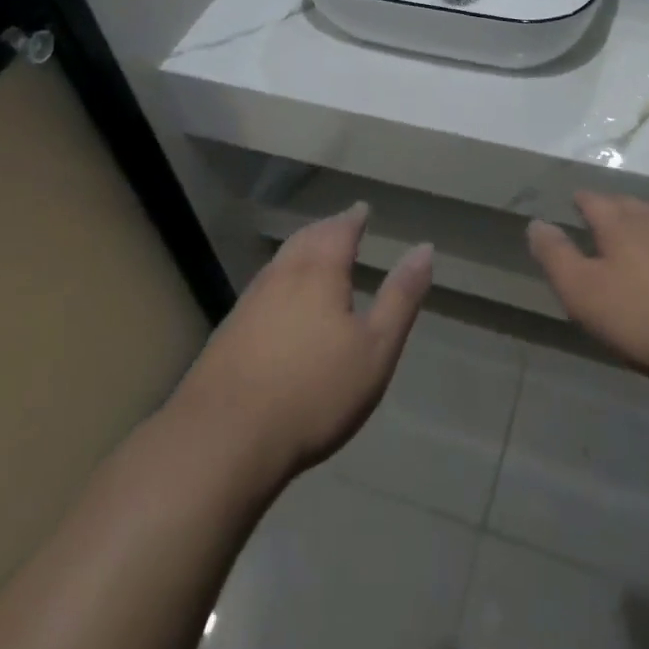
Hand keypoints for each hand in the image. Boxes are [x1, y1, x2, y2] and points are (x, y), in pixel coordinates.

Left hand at [173, 204, 431, 481]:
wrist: (223, 439)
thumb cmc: (314, 392)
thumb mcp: (375, 348)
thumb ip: (400, 296)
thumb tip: (425, 248)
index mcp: (319, 271)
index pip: (340, 230)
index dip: (353, 218)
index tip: (362, 209)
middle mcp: (282, 275)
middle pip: (306, 239)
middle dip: (326, 230)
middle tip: (341, 225)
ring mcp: (249, 302)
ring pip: (280, 261)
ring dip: (301, 250)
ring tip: (314, 253)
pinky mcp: (228, 332)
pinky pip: (262, 287)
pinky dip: (280, 278)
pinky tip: (279, 299)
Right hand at [527, 192, 648, 384]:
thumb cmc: (643, 313)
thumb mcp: (584, 291)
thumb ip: (556, 256)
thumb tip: (536, 223)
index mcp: (619, 221)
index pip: (592, 200)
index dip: (579, 200)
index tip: (568, 202)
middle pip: (624, 206)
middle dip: (608, 209)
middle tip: (592, 217)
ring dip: (633, 230)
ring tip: (620, 243)